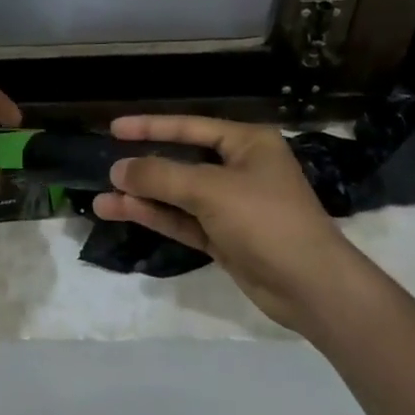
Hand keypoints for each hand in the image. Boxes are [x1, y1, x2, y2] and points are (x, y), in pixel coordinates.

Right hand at [92, 115, 354, 333]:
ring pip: (177, 195)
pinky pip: (183, 221)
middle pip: (181, 161)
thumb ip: (161, 176)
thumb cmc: (267, 221)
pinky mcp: (225, 237)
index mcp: (247, 143)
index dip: (151, 126)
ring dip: (142, 198)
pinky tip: (125, 213)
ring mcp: (231, 206)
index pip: (189, 126)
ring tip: (101, 201)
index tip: (115, 128)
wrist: (313, 288)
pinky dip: (156, 217)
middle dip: (144, 167)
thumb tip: (118, 170)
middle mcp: (239, 169)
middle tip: (106, 168)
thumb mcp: (210, 190)